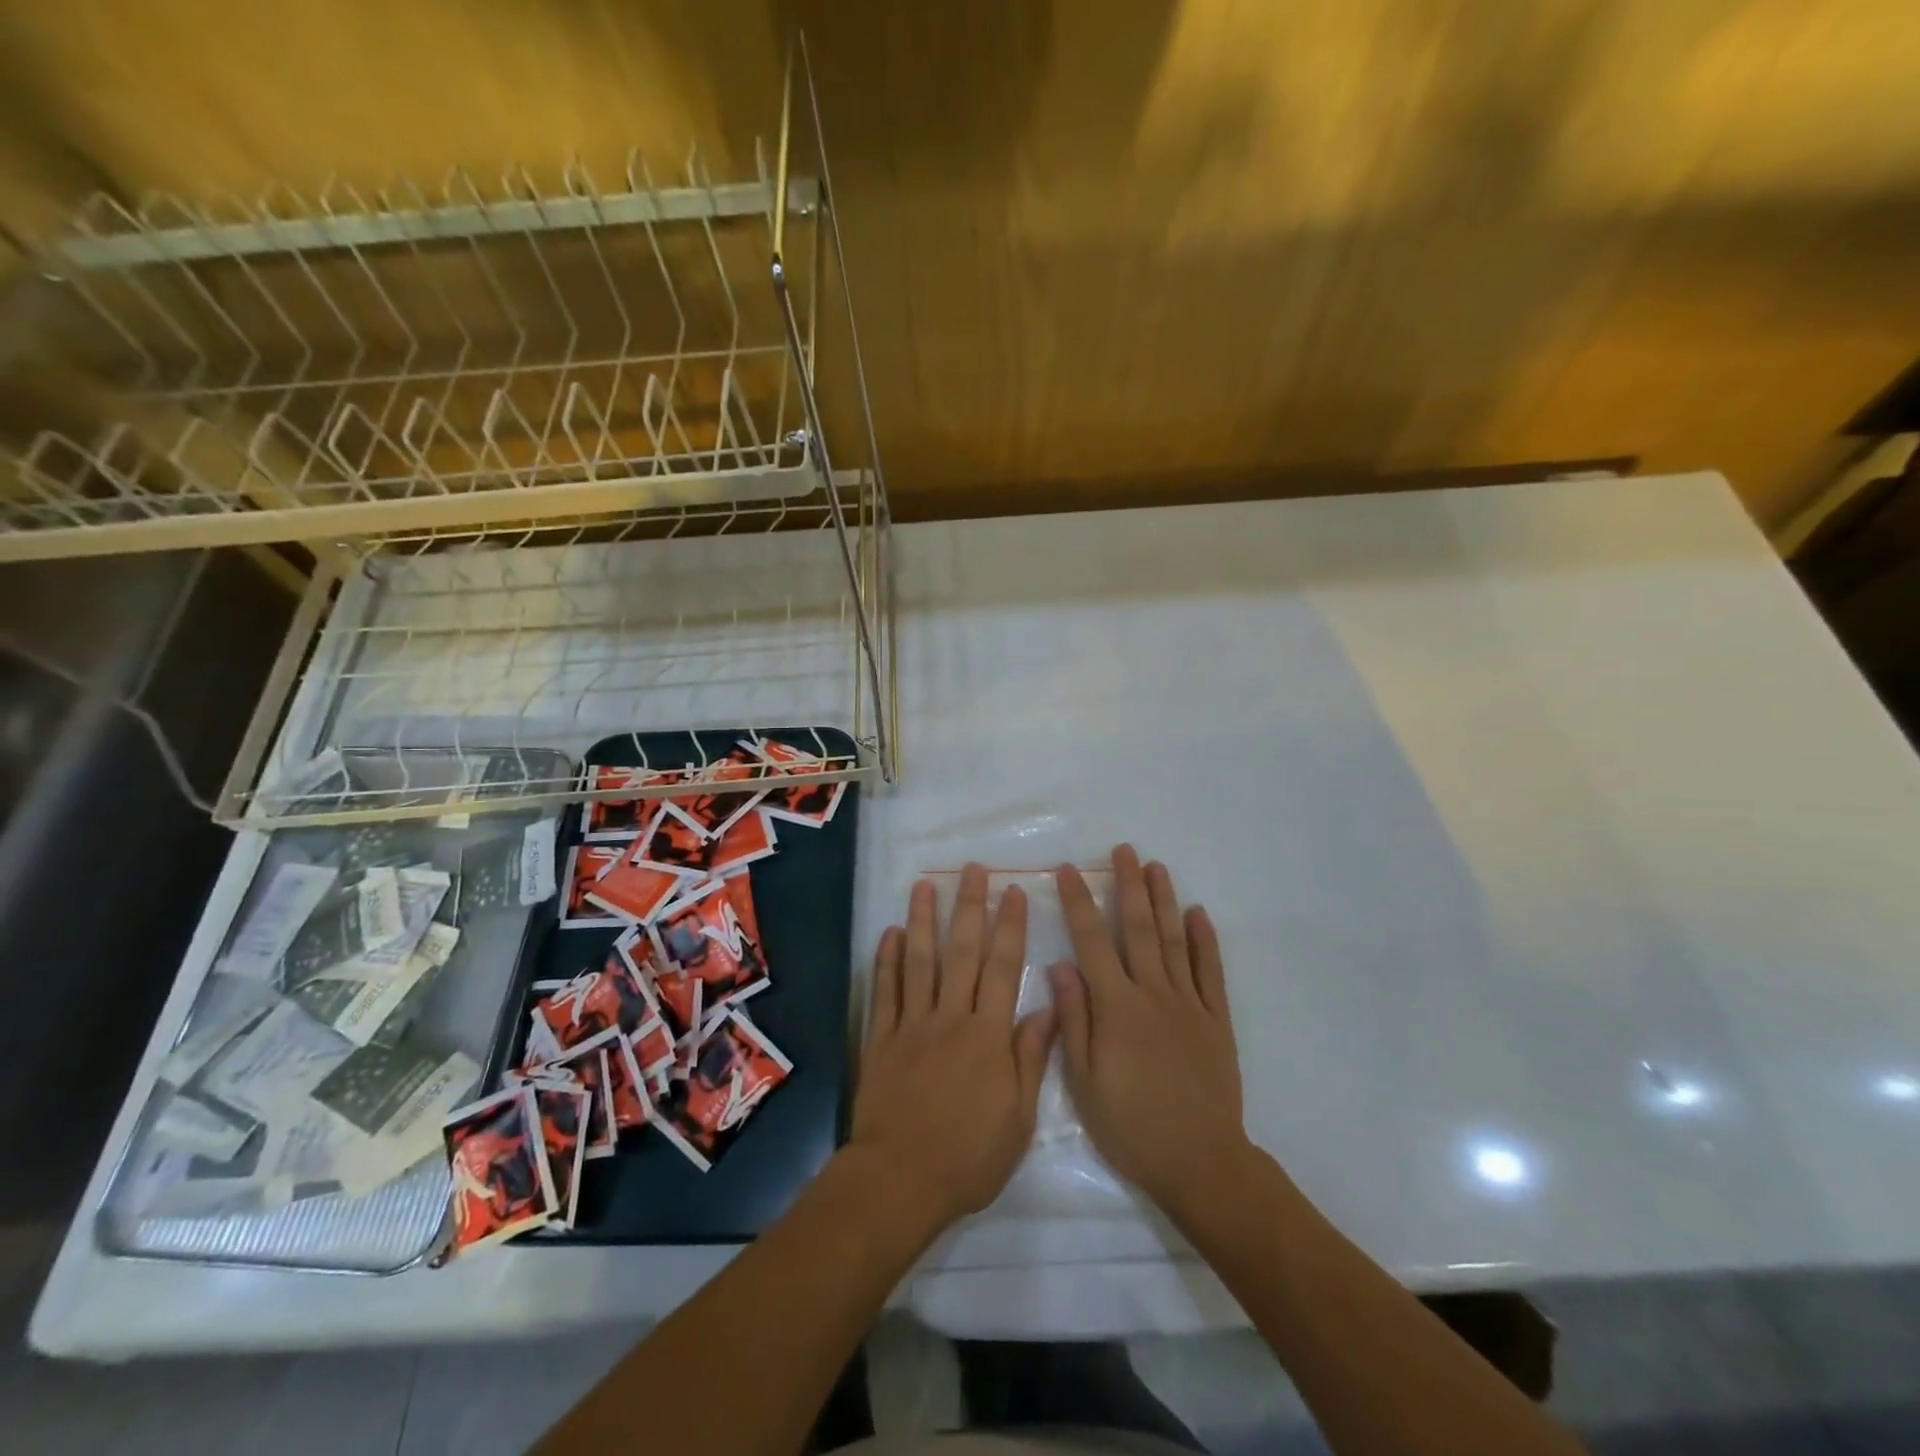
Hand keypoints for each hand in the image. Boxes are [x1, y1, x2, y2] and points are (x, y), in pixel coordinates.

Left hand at [848, 864, 1055, 1230]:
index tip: (1013, 891)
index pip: (1004, 968)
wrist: (899, 1180)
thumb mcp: (1018, 1118)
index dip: (1010, 926)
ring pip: (919, 961)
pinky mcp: (881, 1039)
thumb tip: (1047, 1008)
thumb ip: (1030, 1058)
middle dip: (969, 907)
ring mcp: (912, 1025)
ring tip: (924, 885)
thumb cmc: (969, 1157)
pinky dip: (886, 960)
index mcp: (988, 1035)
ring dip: (922, 920)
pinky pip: (884, 992)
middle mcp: (951, 1017)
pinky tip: (889, 933)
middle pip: (962, 952)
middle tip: (972, 869)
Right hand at [1052, 845, 1247, 1212]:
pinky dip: (1206, 941)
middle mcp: (1153, 994)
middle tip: (1124, 850)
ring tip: (1157, 866)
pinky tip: (1199, 913)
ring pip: (1175, 941)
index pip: (1092, 942)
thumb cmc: (1131, 1126)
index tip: (1071, 870)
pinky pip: (1211, 972)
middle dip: (1128, 885)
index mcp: (1116, 1007)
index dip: (1079, 903)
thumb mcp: (1084, 1081)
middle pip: (1139, 928)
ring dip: (1165, 900)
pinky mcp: (1216, 1020)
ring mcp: (1189, 1004)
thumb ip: (1074, 1019)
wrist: (1200, 1162)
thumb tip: (1060, 965)